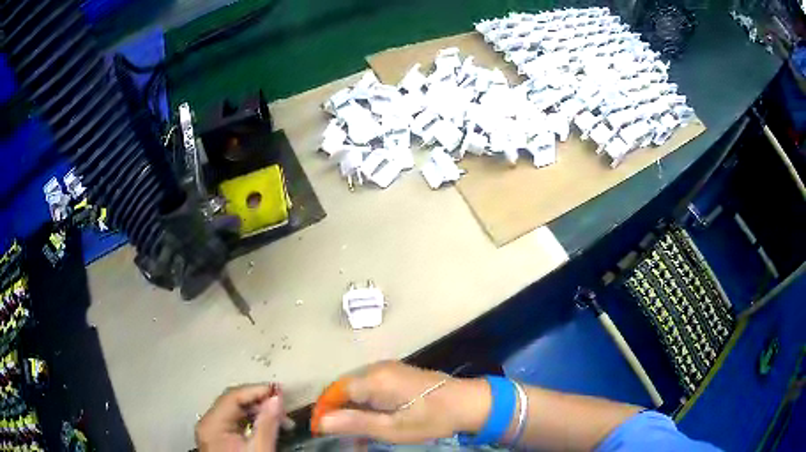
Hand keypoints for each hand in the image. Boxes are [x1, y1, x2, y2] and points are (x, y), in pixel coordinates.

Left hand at [196, 384, 283, 451]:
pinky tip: (268, 427)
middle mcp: (208, 423)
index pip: (233, 397)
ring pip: (235, 411)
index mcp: (212, 424)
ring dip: (259, 412)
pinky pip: (235, 422)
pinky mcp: (219, 437)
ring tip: (282, 421)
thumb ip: (267, 424)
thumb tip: (277, 398)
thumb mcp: (260, 450)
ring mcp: (213, 430)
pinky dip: (253, 422)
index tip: (280, 391)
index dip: (256, 391)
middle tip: (284, 409)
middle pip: (233, 402)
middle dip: (260, 403)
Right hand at [318, 361, 490, 443]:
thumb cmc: (431, 418)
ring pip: (356, 388)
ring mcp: (387, 368)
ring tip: (354, 432)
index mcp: (375, 379)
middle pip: (344, 388)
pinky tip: (371, 419)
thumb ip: (356, 423)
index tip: (321, 429)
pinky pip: (369, 386)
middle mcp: (377, 368)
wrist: (467, 402)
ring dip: (351, 409)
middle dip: (337, 411)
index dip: (325, 409)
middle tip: (339, 435)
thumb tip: (322, 421)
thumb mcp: (393, 428)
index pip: (335, 391)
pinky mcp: (396, 373)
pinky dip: (364, 403)